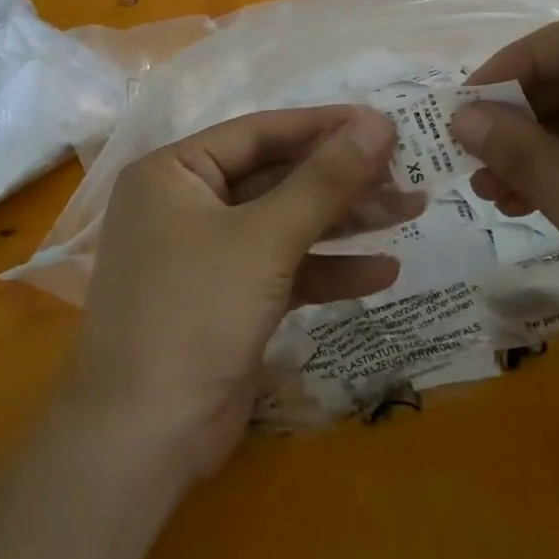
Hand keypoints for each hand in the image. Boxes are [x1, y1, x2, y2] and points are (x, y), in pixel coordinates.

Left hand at [65, 106, 402, 480]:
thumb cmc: (195, 313)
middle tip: (406, 173)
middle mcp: (185, 205)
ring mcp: (206, 255)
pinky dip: (327, 271)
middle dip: (341, 180)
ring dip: (344, 222)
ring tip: (411, 210)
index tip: (383, 123)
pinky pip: (283, 270)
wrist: (147, 436)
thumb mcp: (265, 239)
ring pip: (284, 224)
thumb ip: (324, 180)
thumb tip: (378, 122)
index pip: (258, 133)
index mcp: (173, 173)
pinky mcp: (228, 299)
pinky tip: (382, 273)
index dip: (323, 126)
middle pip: (275, 178)